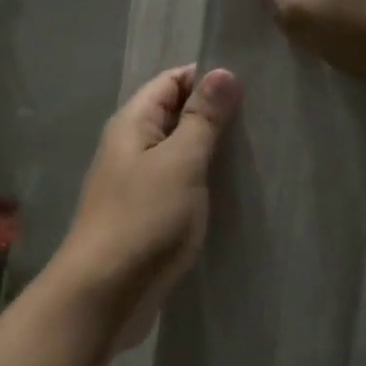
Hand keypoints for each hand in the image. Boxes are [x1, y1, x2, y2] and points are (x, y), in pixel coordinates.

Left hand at [52, 65, 239, 346]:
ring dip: (209, 150)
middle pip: (173, 115)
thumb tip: (222, 72)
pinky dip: (200, 182)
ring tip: (255, 151)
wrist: (102, 294)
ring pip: (176, 152)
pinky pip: (175, 185)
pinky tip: (230, 191)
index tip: (251, 86)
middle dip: (213, 114)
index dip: (207, 78)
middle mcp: (129, 147)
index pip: (171, 81)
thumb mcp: (181, 162)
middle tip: (262, 120)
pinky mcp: (143, 216)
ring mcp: (134, 183)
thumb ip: (202, 119)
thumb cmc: (144, 219)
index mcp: (132, 123)